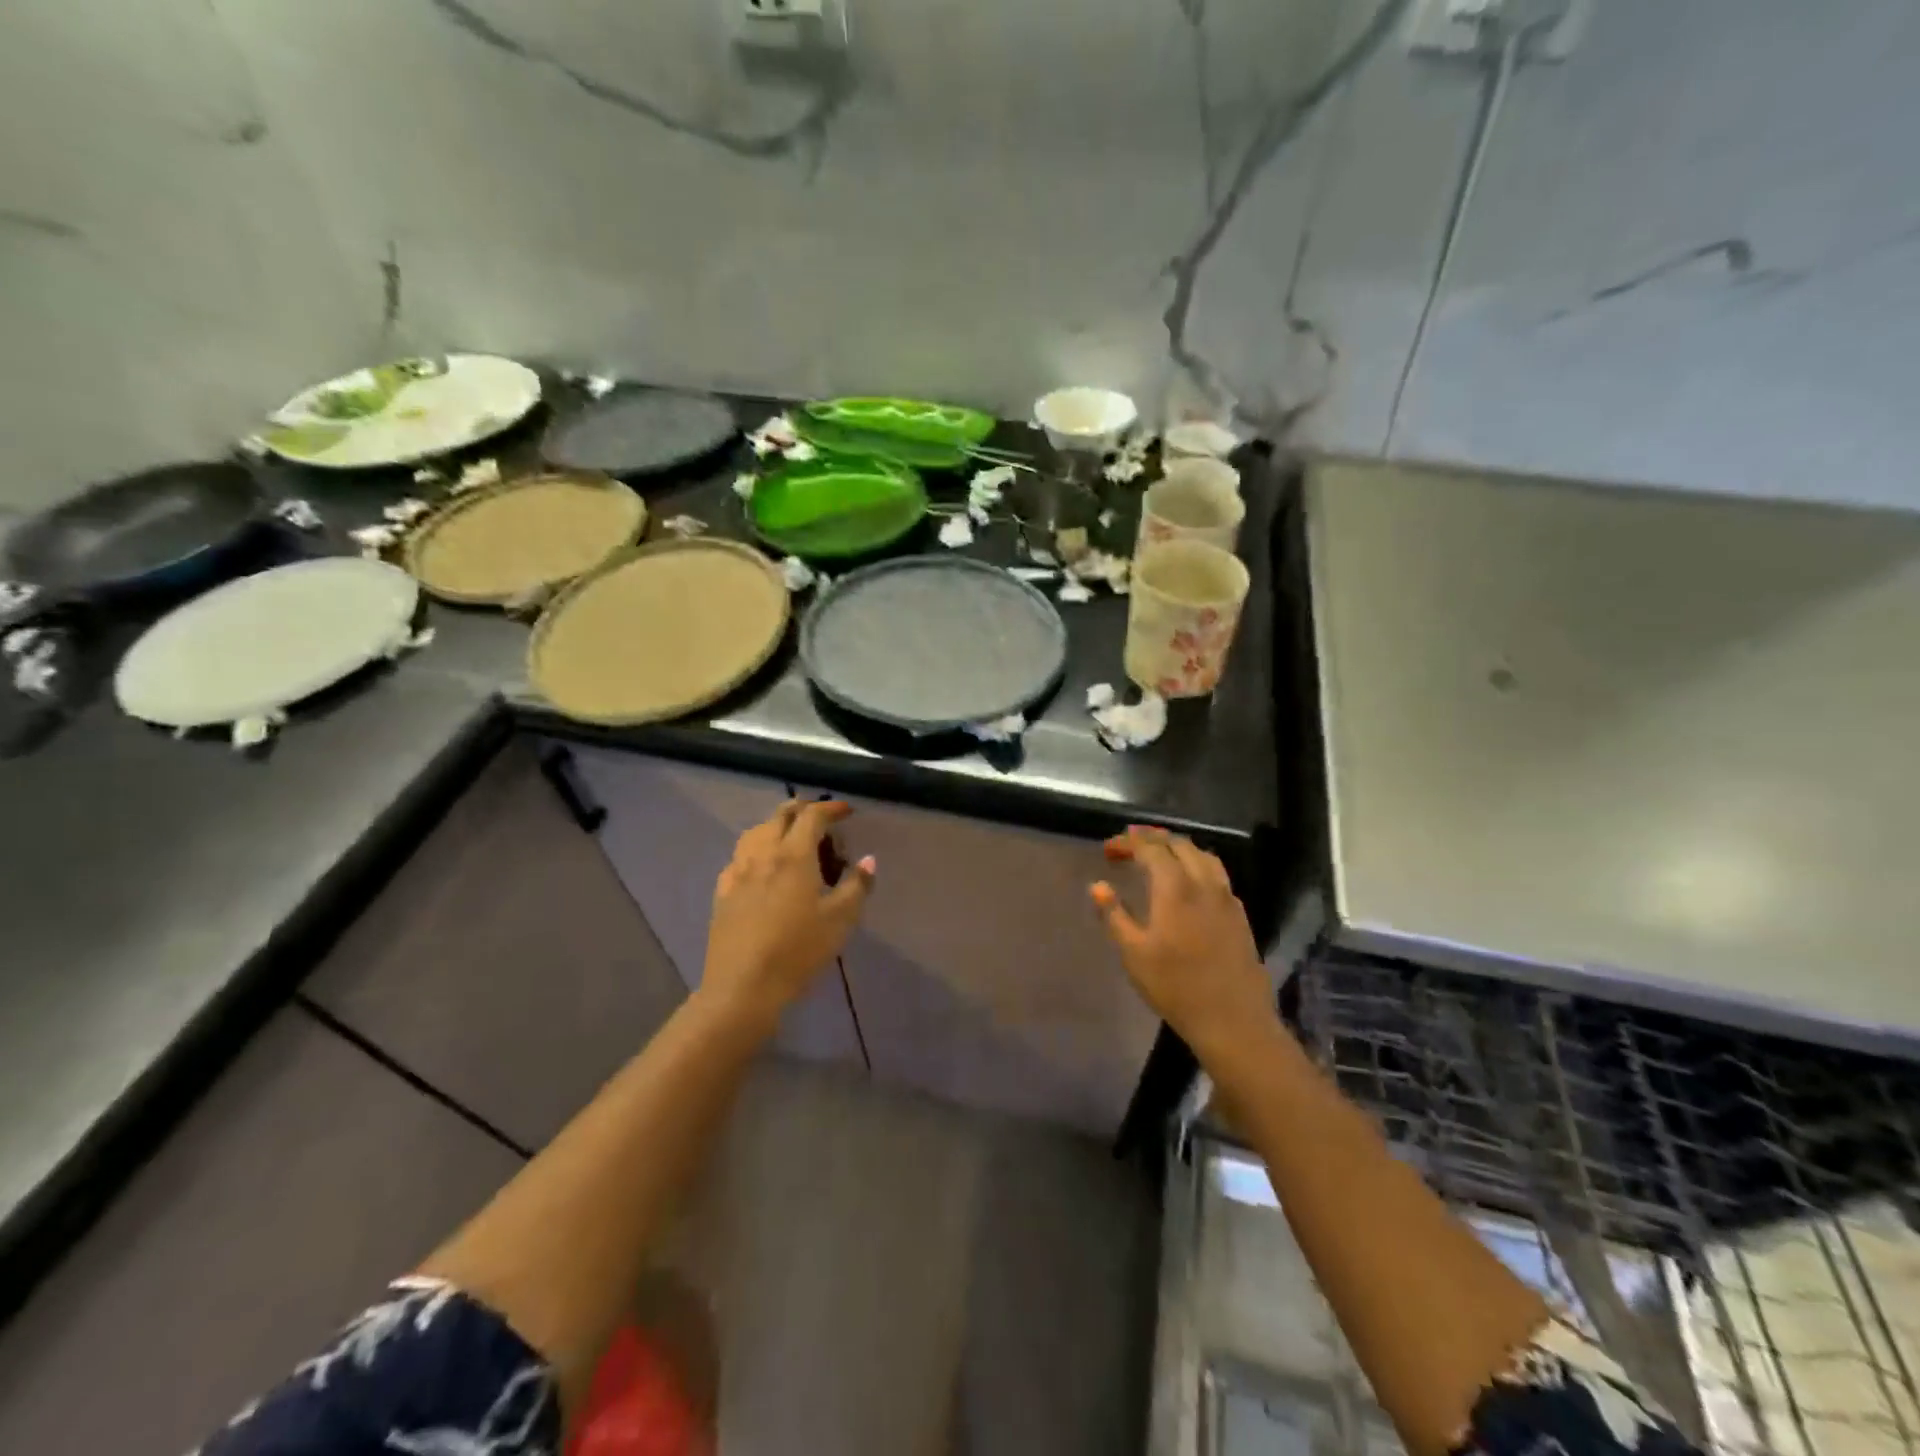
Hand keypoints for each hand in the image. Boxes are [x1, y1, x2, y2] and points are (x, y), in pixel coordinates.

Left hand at [700, 799, 873, 1035]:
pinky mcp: (722, 892)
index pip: (812, 816)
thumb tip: (868, 860)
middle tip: (821, 819)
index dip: (831, 808)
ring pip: (755, 832)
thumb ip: (857, 886)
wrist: (742, 987)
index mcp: (793, 855)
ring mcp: (737, 872)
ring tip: (790, 838)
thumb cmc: (798, 951)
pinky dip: (756, 849)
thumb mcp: (840, 921)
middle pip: (780, 816)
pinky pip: (739, 857)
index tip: (847, 811)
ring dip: (775, 825)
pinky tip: (761, 867)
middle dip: (802, 809)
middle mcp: (763, 854)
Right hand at [1091, 827, 1271, 1053]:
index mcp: (1175, 887)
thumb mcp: (1133, 954)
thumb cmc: (1175, 986)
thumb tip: (1097, 885)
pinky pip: (1217, 874)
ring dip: (1178, 848)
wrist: (1233, 1020)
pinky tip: (1190, 882)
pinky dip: (1198, 864)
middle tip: (1129, 846)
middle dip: (1152, 839)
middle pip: (1179, 844)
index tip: (1108, 849)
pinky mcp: (1239, 914)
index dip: (1127, 843)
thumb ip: (1114, 914)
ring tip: (1159, 855)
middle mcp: (1203, 883)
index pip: (1150, 848)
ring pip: (1202, 855)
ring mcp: (1226, 897)